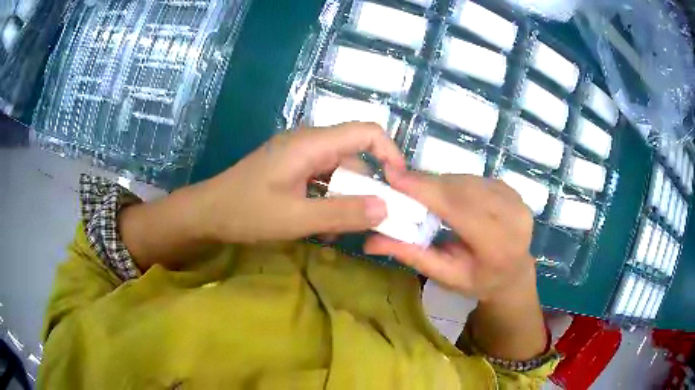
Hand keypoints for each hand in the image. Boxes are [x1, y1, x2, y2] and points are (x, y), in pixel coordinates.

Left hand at [195, 123, 406, 243]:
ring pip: (339, 173)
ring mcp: (299, 156)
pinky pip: (322, 181)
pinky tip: (324, 226)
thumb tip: (385, 209)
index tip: (399, 185)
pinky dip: (330, 201)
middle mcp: (309, 143)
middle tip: (375, 220)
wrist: (207, 213)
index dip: (390, 153)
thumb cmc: (246, 212)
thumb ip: (342, 213)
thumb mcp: (296, 218)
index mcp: (311, 144)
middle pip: (354, 157)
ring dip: (346, 200)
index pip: (366, 132)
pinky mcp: (292, 170)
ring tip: (342, 231)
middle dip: (368, 188)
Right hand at [364, 170, 535, 301]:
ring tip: (423, 194)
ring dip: (442, 183)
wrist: (513, 275)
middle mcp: (513, 218)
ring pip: (469, 180)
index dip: (425, 190)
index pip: (458, 209)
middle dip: (429, 184)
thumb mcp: (444, 276)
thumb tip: (369, 241)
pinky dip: (457, 183)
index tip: (393, 175)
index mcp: (498, 246)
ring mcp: (518, 201)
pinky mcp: (515, 191)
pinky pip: (477, 179)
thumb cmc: (477, 281)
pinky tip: (448, 195)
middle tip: (401, 184)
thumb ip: (411, 255)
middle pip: (462, 190)